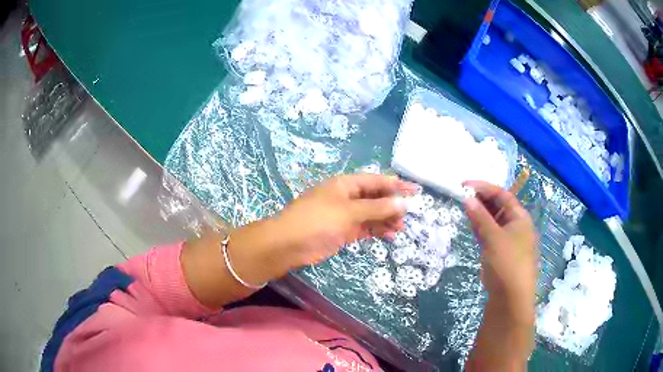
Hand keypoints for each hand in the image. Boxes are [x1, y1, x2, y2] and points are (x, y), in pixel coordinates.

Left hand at [273, 174, 417, 268]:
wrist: (289, 244)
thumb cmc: (318, 221)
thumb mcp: (349, 212)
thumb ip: (377, 207)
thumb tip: (403, 203)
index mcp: (346, 184)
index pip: (376, 181)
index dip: (396, 185)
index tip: (415, 190)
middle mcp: (347, 197)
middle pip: (375, 197)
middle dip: (392, 205)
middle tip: (408, 215)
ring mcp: (344, 215)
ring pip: (371, 214)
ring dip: (386, 219)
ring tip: (400, 228)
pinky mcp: (343, 231)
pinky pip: (364, 228)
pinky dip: (376, 230)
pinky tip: (389, 235)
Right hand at [463, 180, 536, 323]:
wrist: (510, 298)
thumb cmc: (507, 263)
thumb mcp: (493, 238)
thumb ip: (480, 217)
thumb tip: (467, 198)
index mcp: (520, 218)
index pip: (502, 195)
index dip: (484, 187)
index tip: (464, 185)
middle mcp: (516, 226)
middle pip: (499, 206)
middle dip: (481, 200)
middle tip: (462, 197)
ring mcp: (509, 240)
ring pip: (493, 221)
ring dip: (480, 214)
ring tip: (464, 209)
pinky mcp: (501, 253)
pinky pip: (491, 234)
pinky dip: (481, 228)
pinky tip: (472, 226)